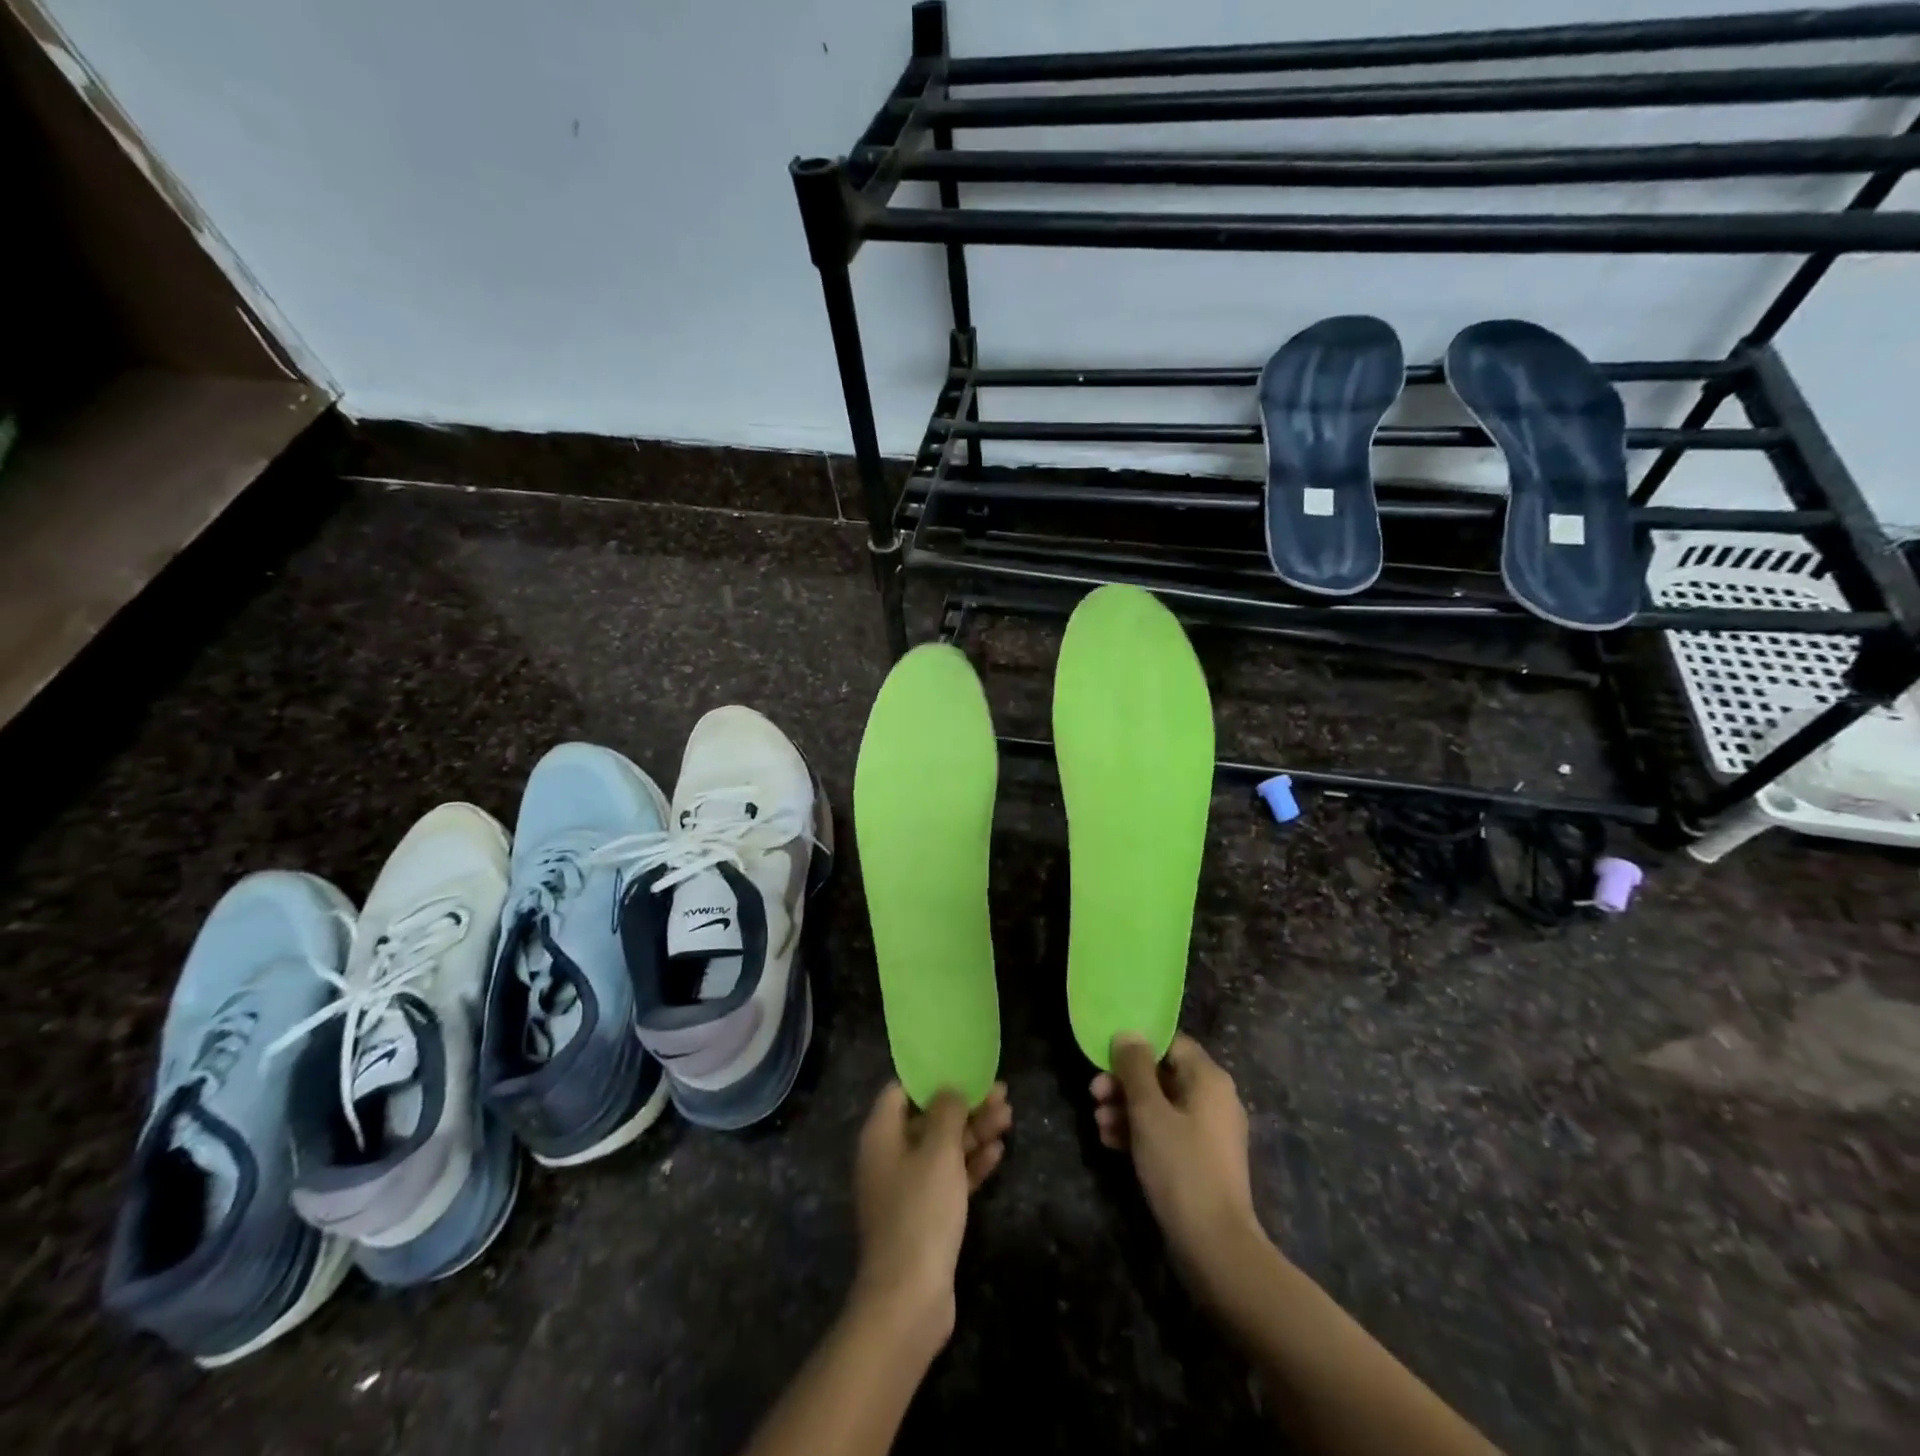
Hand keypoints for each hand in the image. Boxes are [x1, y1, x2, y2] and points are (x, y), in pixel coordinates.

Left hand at [851, 1081, 1010, 1350]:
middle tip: (1001, 1093)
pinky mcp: (925, 1216)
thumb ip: (946, 1113)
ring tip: (1008, 1116)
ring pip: (943, 1148)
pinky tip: (998, 1152)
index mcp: (881, 1135)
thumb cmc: (920, 1211)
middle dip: (964, 1106)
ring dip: (974, 1132)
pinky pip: (949, 1178)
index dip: (931, 1077)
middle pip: (928, 1118)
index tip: (962, 1067)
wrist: (909, 1299)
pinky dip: (971, 1164)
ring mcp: (907, 1188)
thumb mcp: (938, 1151)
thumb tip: (949, 1089)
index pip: (901, 1090)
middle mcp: (889, 1157)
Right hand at [1091, 1033, 1264, 1296]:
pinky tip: (1110, 1142)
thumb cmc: (1181, 1168)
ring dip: (1127, 1108)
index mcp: (1209, 1079)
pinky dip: (1140, 1132)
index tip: (1105, 1057)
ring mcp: (1209, 1132)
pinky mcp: (1201, 1160)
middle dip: (1125, 1082)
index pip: (1170, 1043)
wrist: (1215, 1247)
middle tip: (1093, 1093)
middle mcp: (1214, 1099)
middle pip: (1163, 1074)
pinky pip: (1167, 1131)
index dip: (1137, 1046)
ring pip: (1161, 1105)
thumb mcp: (1148, 1112)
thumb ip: (1134, 1068)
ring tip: (1097, 1122)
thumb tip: (1128, 1033)